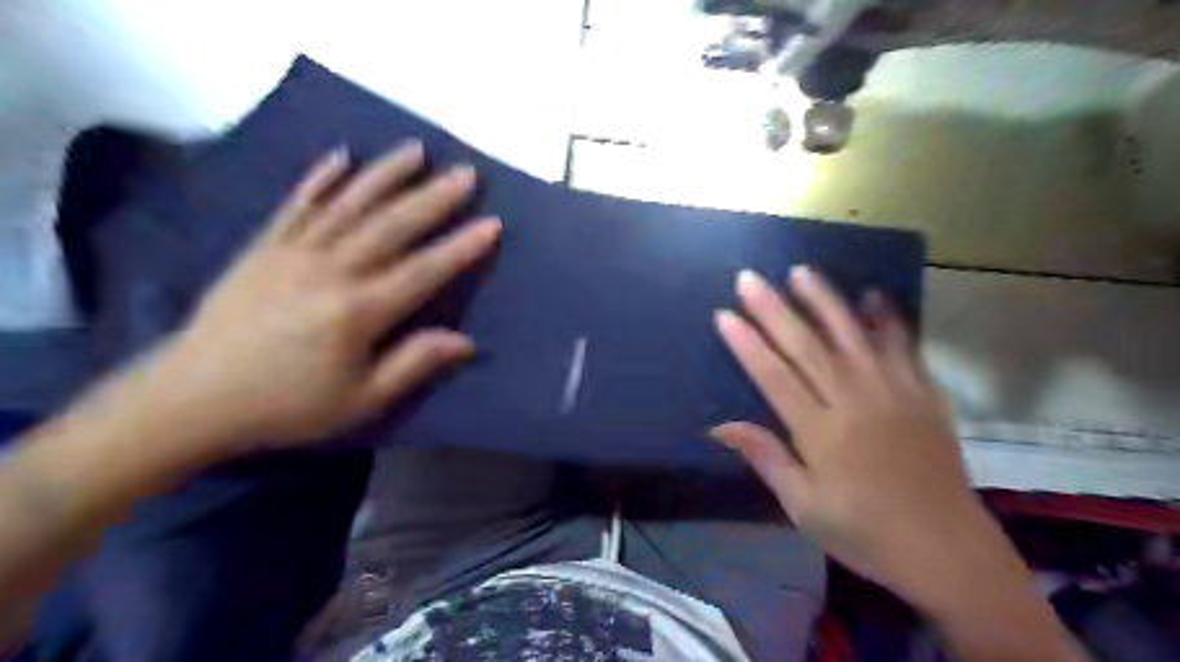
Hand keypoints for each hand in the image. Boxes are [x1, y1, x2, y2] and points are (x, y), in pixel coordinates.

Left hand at [145, 142, 498, 454]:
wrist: (194, 398)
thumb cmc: (289, 405)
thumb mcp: (361, 401)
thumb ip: (413, 364)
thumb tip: (465, 341)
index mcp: (358, 311)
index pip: (423, 271)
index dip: (461, 247)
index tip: (492, 224)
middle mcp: (330, 271)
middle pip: (392, 226)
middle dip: (434, 198)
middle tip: (466, 174)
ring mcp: (294, 253)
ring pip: (349, 204)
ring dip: (386, 174)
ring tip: (416, 150)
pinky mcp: (264, 247)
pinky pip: (298, 205)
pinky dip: (321, 179)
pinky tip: (341, 156)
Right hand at [719, 267, 992, 603]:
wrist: (946, 550)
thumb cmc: (864, 531)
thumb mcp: (803, 506)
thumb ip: (766, 458)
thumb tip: (720, 426)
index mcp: (821, 432)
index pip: (775, 376)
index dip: (747, 344)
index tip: (725, 315)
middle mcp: (855, 402)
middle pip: (807, 347)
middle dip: (774, 310)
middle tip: (749, 278)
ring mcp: (893, 393)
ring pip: (853, 336)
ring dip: (825, 301)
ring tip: (801, 271)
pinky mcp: (924, 395)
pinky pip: (904, 348)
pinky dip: (888, 320)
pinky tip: (873, 295)